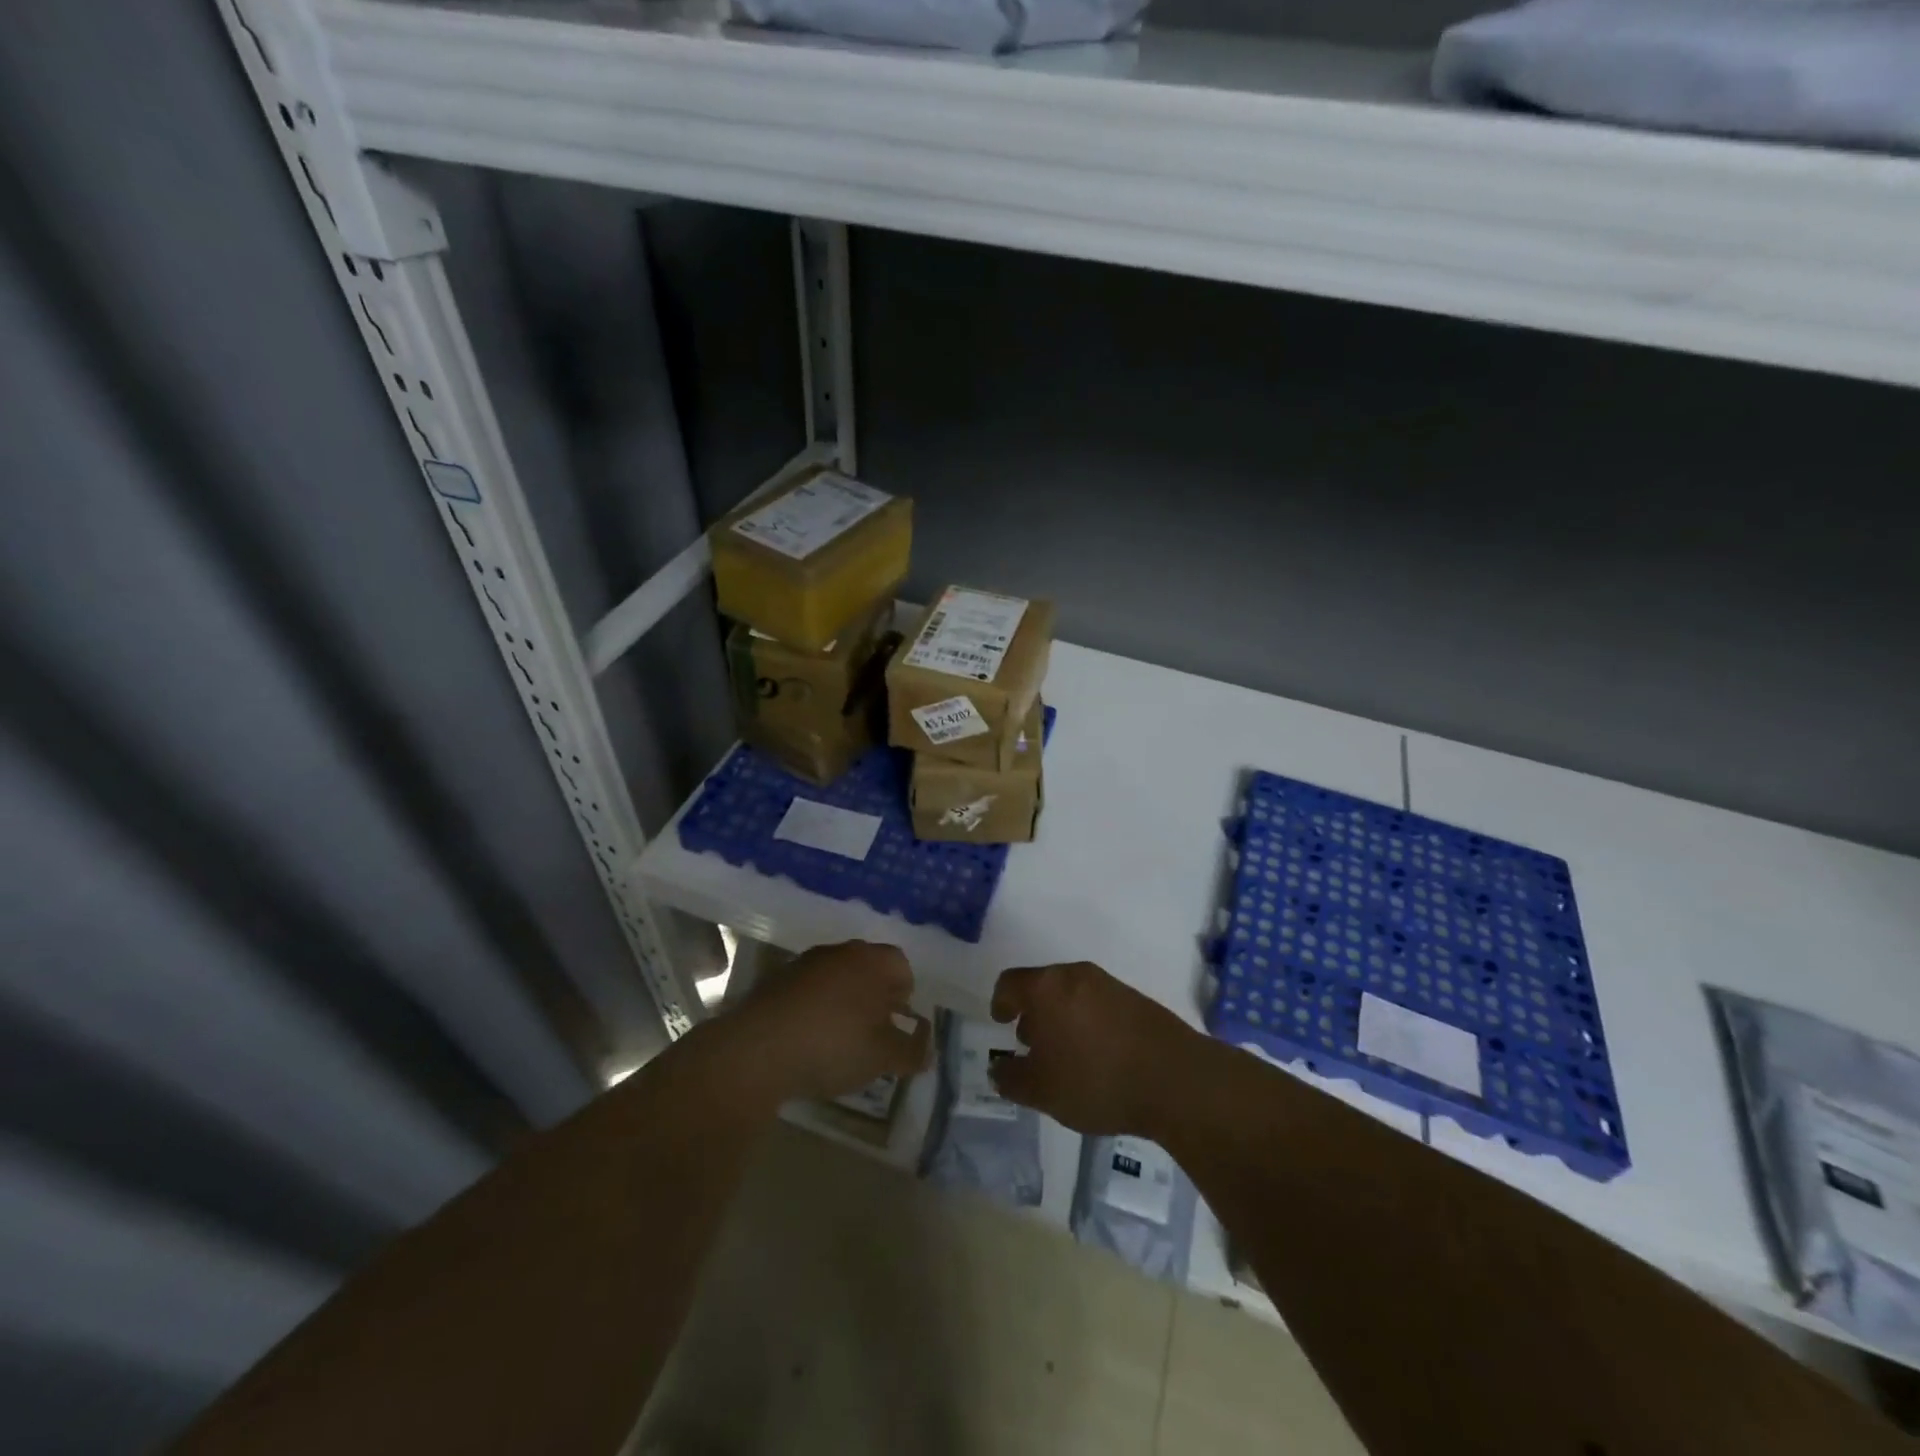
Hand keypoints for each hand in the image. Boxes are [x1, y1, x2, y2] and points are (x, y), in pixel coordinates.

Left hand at [725, 941, 930, 1102]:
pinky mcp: (775, 981)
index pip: (901, 966)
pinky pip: (807, 991)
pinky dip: (814, 1009)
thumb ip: (911, 1051)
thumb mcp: (883, 1056)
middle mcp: (840, 952)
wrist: (757, 1049)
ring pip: (836, 978)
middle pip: (868, 968)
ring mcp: (804, 963)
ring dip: (843, 1002)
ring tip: (840, 1040)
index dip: (905, 995)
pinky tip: (808, 1041)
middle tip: (874, 1032)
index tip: (898, 1024)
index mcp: (872, 961)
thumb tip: (928, 1050)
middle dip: (875, 996)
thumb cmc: (833, 1045)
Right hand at [987, 961, 1204, 1136]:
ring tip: (1067, 1057)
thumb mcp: (1042, 1091)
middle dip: (1033, 1013)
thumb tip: (998, 1069)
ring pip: (1072, 994)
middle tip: (1032, 1046)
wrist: (1176, 1079)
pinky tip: (1099, 1058)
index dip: (1000, 1002)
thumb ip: (1011, 1079)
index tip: (1002, 1023)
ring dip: (1062, 1019)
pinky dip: (1088, 1023)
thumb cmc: (1096, 1080)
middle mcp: (1076, 975)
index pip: (1010, 982)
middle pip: (1043, 986)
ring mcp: (1110, 984)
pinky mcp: (1136, 999)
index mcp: (1046, 987)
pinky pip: (1099, 1004)